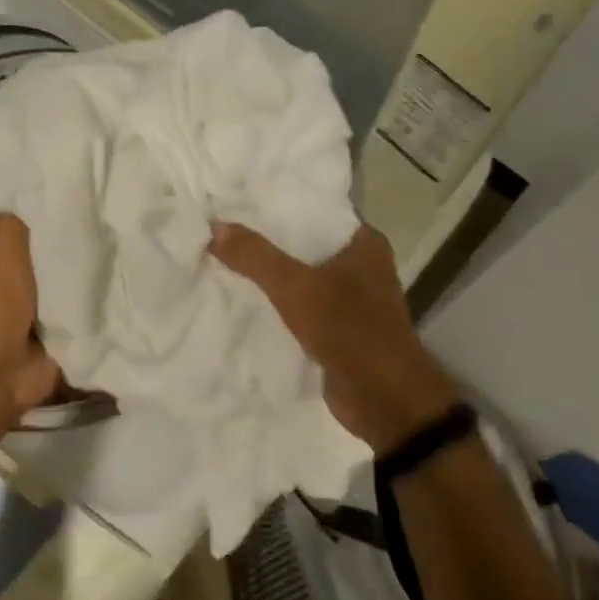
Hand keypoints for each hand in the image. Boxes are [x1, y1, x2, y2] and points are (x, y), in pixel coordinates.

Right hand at [212, 222, 461, 454]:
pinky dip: (276, 305)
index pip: (314, 211)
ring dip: (269, 276)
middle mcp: (361, 266)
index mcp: (363, 243)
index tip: (236, 200)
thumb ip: (255, 256)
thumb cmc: (349, 330)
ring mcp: (350, 300)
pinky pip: (300, 308)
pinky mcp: (338, 330)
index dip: (276, 205)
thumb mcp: (296, 287)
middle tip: (220, 230)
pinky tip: (241, 300)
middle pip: (304, 245)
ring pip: (301, 278)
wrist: (383, 399)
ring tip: (222, 260)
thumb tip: (214, 227)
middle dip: (266, 242)